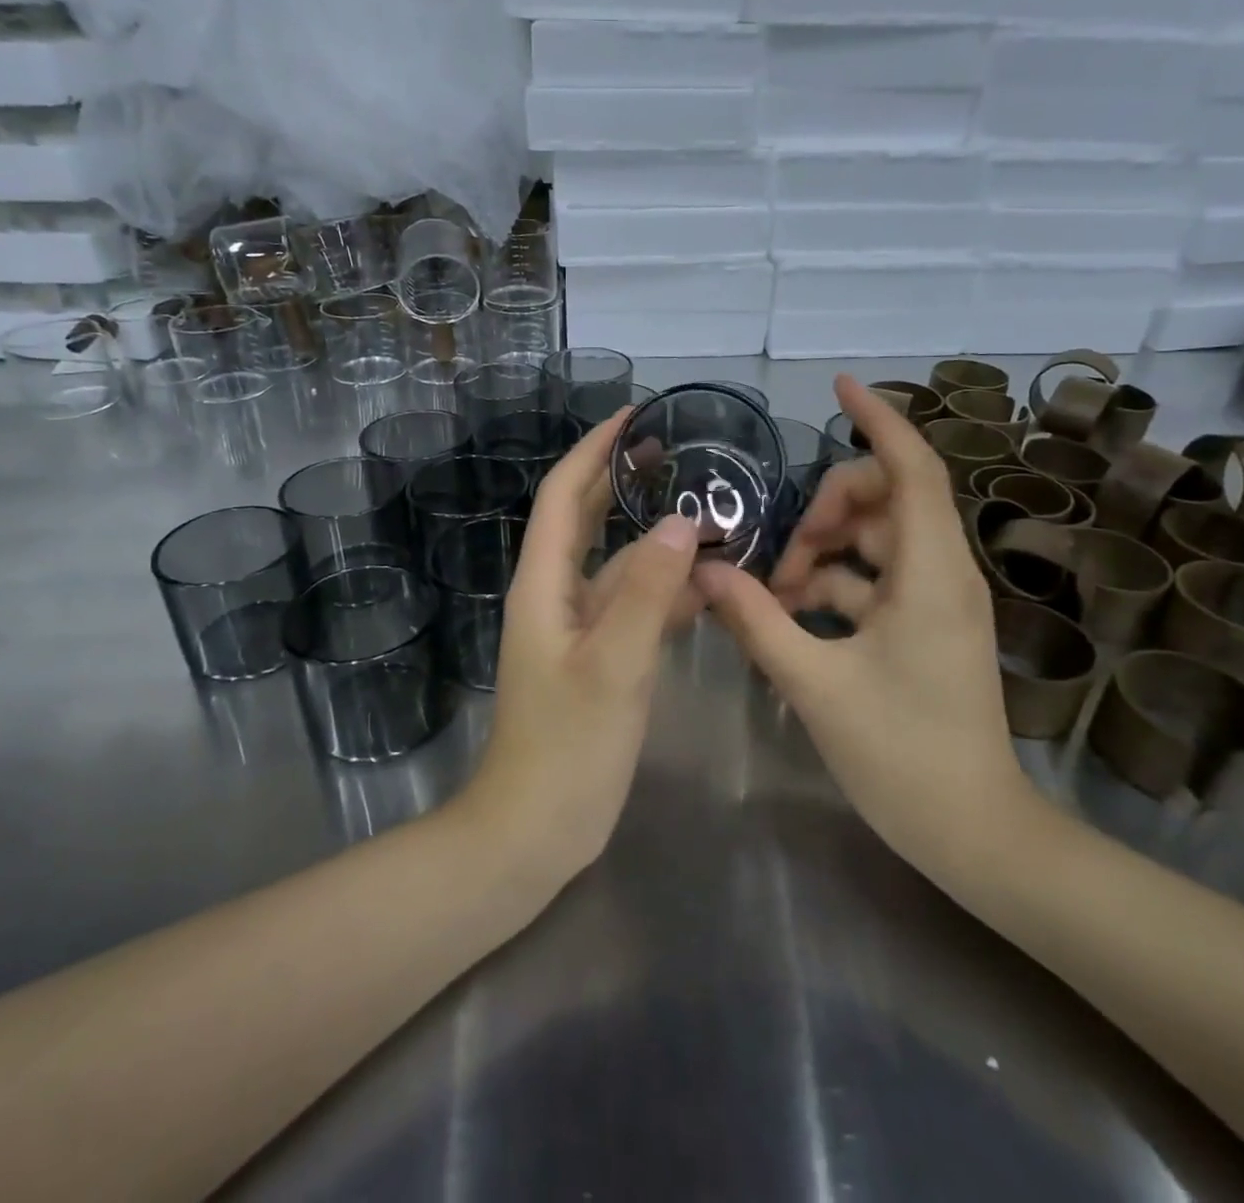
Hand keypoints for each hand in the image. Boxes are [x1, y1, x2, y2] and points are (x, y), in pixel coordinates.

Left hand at [461, 411, 701, 888]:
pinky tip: (705, 587)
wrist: (535, 828)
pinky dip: (664, 589)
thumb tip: (681, 523)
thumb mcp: (613, 665)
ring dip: (655, 540)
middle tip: (671, 450)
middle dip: (621, 480)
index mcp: (544, 584)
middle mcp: (556, 595)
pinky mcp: (598, 658)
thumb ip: (647, 593)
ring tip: (708, 517)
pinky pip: (632, 606)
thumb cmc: (567, 747)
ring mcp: (577, 628)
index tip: (632, 416)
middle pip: (586, 520)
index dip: (593, 450)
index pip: (564, 495)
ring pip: (617, 565)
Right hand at [693, 376, 1036, 873]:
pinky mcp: (924, 627)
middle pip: (882, 501)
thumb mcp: (815, 683)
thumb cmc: (901, 755)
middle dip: (823, 513)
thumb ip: (756, 621)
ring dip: (820, 556)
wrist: (973, 833)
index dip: (878, 419)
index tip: (840, 386)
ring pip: (872, 543)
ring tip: (774, 599)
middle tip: (777, 561)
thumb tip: (705, 572)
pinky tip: (791, 621)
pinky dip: (832, 588)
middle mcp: (941, 573)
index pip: (911, 469)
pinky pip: (873, 582)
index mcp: (930, 573)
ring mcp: (935, 601)